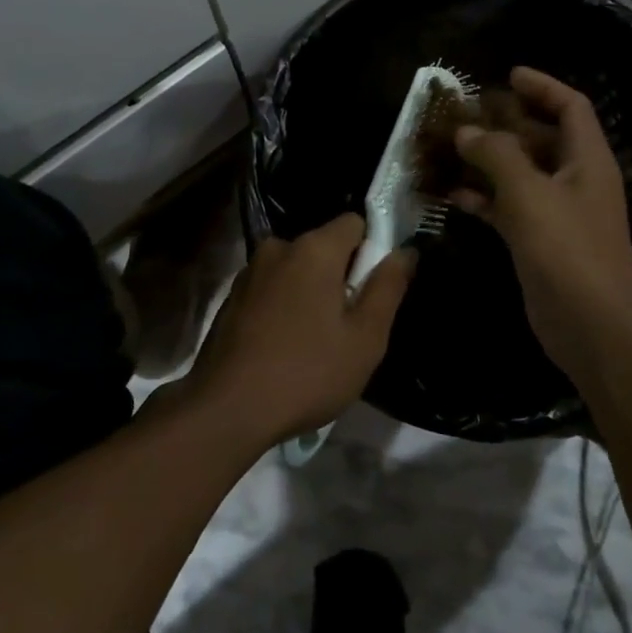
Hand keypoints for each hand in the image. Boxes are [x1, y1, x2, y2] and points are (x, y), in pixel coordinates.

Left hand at [184, 215, 412, 448]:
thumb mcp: (365, 338)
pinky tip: (284, 347)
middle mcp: (278, 247)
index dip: (371, 250)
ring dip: (311, 293)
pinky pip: (273, 288)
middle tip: (349, 326)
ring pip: (297, 269)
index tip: (374, 289)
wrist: (225, 410)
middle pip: (324, 247)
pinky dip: (284, 306)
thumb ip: (388, 287)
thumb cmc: (307, 372)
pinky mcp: (232, 297)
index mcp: (313, 248)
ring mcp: (250, 271)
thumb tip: (406, 251)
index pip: (355, 222)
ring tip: (315, 342)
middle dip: (341, 276)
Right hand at [451, 67, 631, 381]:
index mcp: (587, 159)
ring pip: (520, 173)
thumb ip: (496, 155)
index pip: (570, 107)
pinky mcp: (540, 241)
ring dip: (488, 161)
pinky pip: (509, 207)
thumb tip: (466, 131)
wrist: (591, 327)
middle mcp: (576, 180)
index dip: (541, 86)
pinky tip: (451, 195)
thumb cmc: (567, 249)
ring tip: (449, 148)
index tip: (507, 75)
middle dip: (505, 123)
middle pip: (541, 138)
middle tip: (465, 113)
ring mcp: (558, 212)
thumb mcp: (528, 193)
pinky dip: (484, 198)